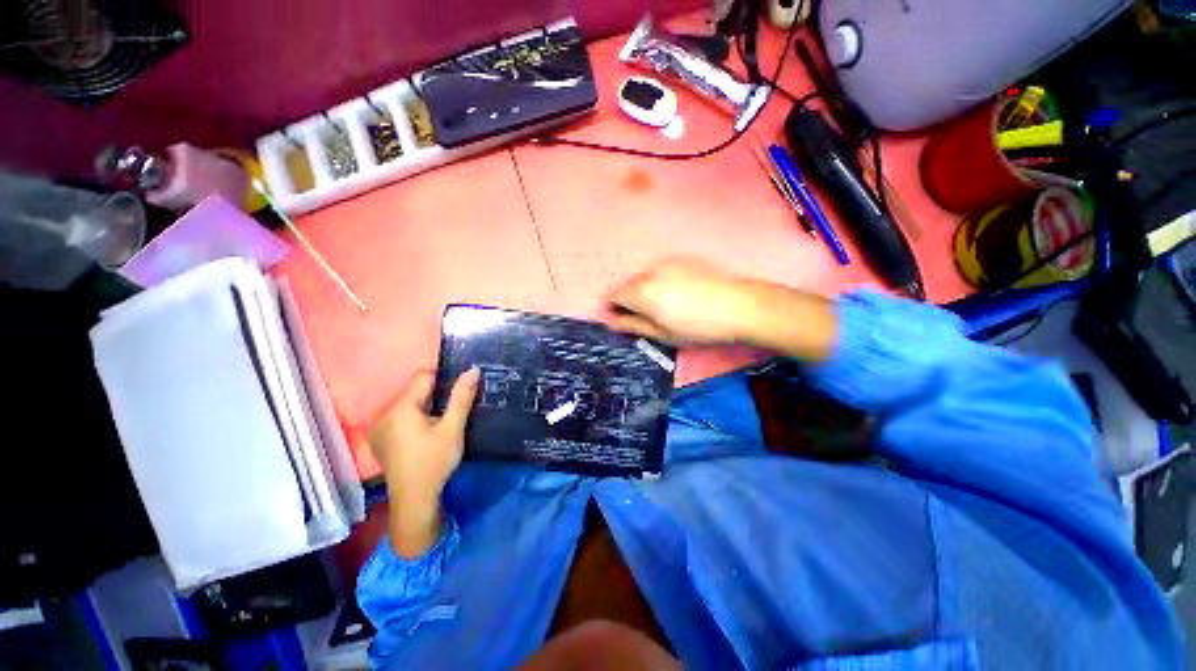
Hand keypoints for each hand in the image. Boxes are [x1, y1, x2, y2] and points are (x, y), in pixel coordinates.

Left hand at [369, 368, 478, 556]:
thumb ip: (460, 399)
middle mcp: (384, 410)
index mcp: (401, 404)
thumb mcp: (452, 431)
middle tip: (448, 418)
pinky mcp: (376, 439)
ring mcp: (377, 425)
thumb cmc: (434, 463)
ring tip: (434, 431)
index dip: (442, 381)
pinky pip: (394, 420)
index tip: (456, 398)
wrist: (413, 498)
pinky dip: (406, 424)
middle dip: (430, 399)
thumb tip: (472, 370)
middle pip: (412, 393)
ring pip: (403, 407)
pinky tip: (417, 442)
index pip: (423, 377)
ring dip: (418, 412)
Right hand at [606, 258, 836, 360]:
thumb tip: (612, 321)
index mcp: (641, 292)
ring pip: (648, 276)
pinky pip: (664, 271)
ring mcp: (669, 262)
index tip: (620, 322)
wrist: (740, 306)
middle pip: (630, 284)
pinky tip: (683, 296)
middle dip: (631, 299)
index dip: (612, 309)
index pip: (614, 296)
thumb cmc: (700, 328)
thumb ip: (633, 325)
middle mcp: (650, 271)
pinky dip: (665, 282)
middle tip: (647, 319)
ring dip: (649, 290)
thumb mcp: (664, 334)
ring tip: (668, 309)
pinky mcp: (685, 259)